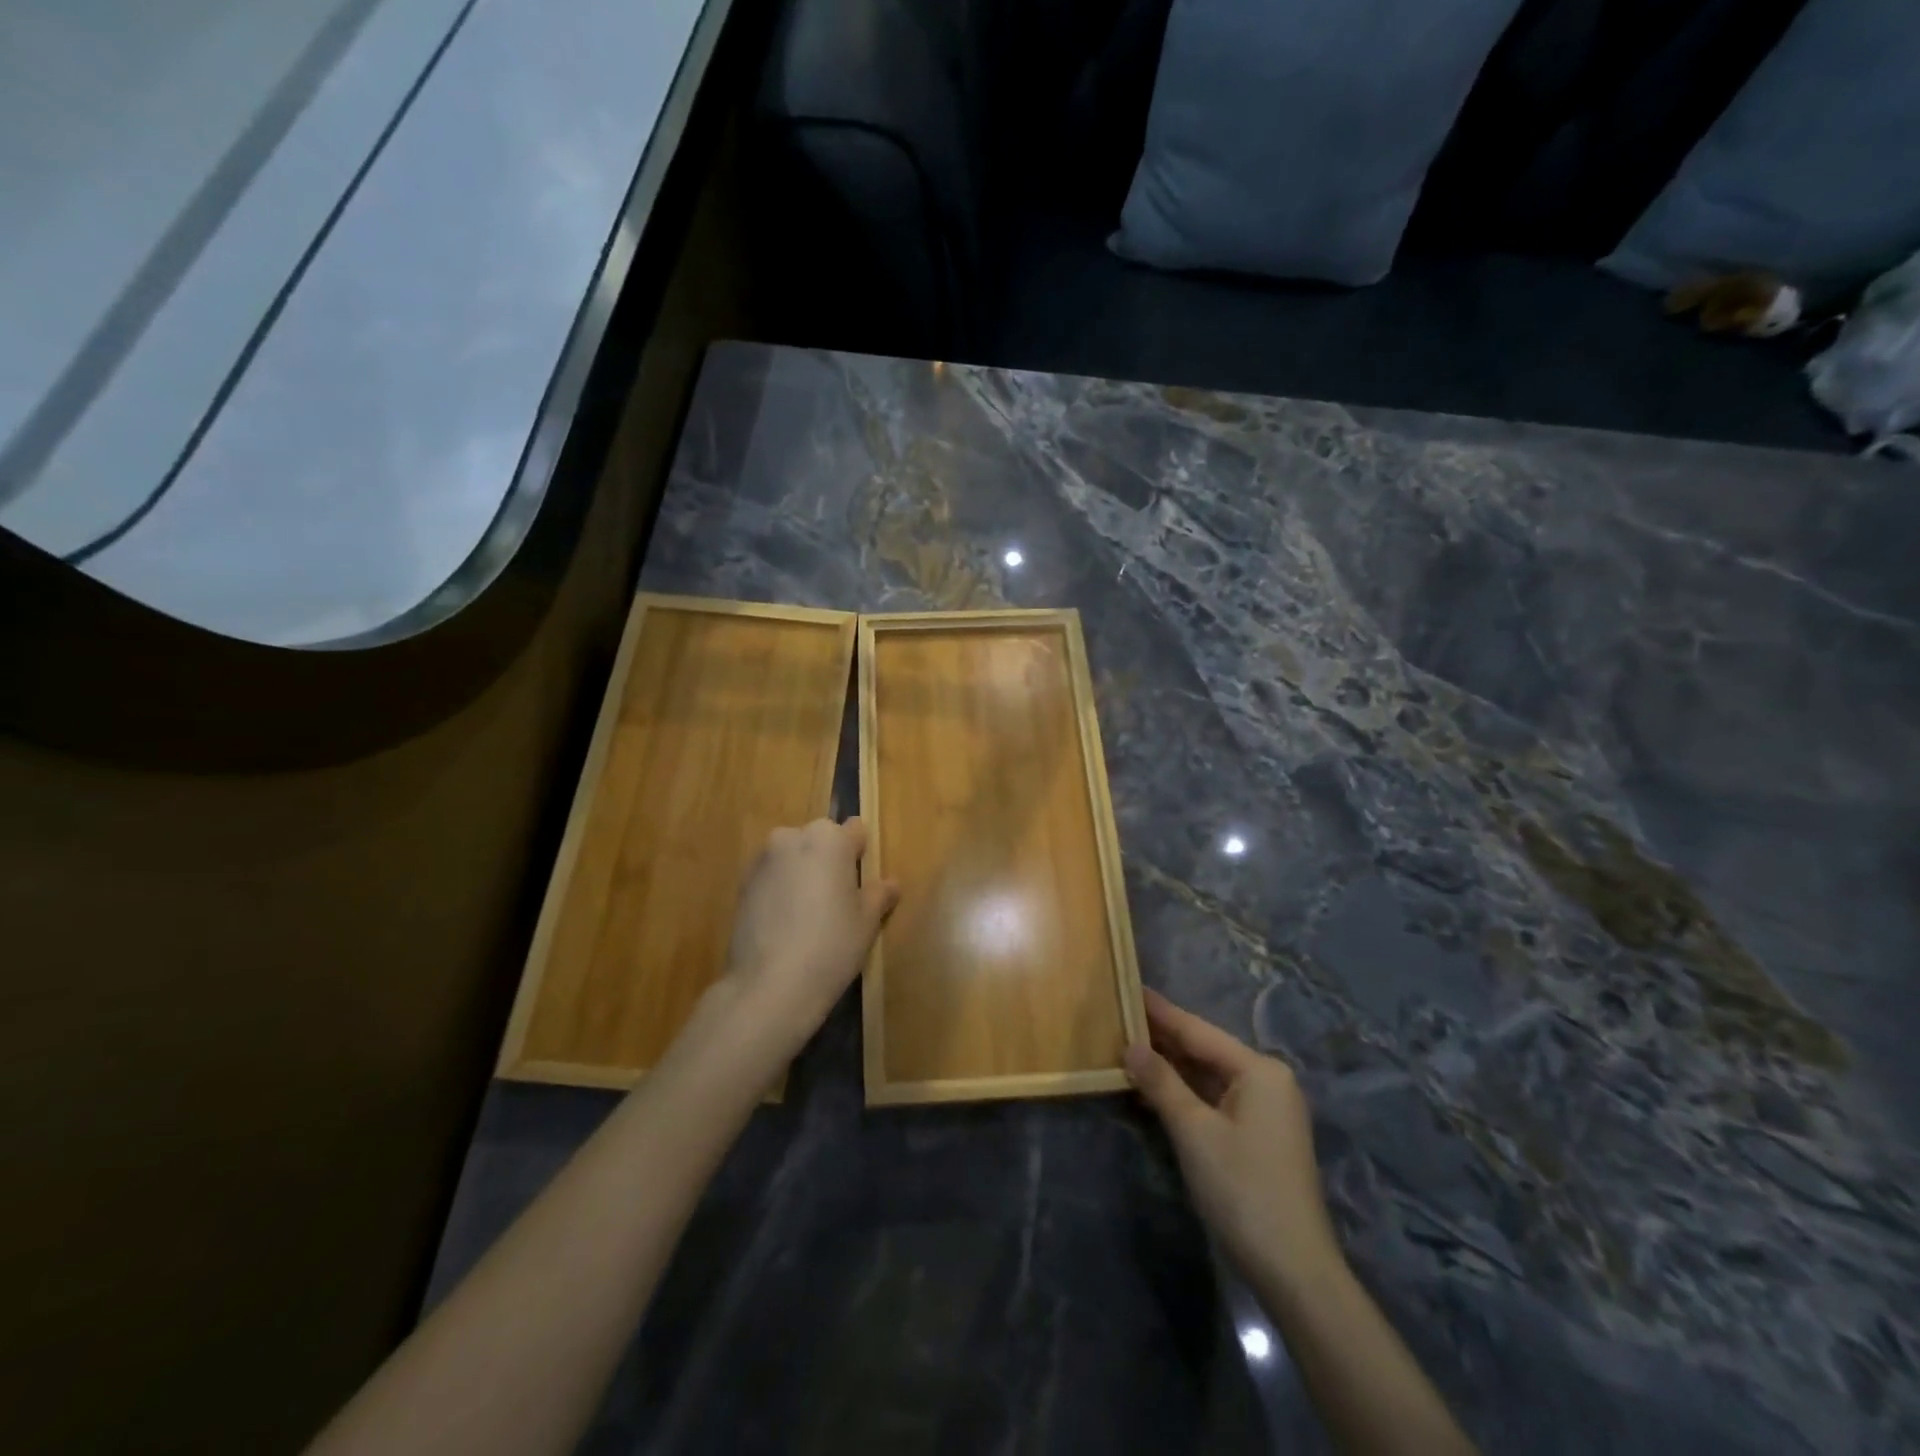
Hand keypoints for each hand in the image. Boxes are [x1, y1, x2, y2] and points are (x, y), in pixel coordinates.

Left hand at [721, 817, 898, 1049]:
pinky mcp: (741, 884)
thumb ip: (878, 895)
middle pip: (820, 840)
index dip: (861, 856)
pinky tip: (784, 925)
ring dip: (802, 875)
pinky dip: (780, 890)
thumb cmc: (831, 945)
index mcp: (830, 838)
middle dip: (829, 862)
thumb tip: (890, 884)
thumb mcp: (867, 922)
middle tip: (837, 902)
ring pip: (793, 858)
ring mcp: (762, 859)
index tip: (861, 884)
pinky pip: (771, 877)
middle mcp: (793, 837)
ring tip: (807, 917)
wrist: (768, 985)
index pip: (855, 831)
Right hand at [1125, 989, 1342, 1292]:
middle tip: (1120, 1015)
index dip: (1160, 1012)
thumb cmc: (1242, 1189)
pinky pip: (1214, 1099)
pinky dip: (1184, 1093)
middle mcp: (1267, 1081)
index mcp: (1259, 1070)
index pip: (1198, 1031)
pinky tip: (1153, 1088)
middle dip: (1163, 1038)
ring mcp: (1265, 1111)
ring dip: (1170, 1067)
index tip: (1129, 987)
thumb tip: (1131, 1045)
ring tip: (1127, 1045)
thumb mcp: (1194, 1131)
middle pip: (1205, 1050)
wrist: (1294, 1271)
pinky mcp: (1258, 1137)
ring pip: (1208, 1076)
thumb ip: (1161, 1082)